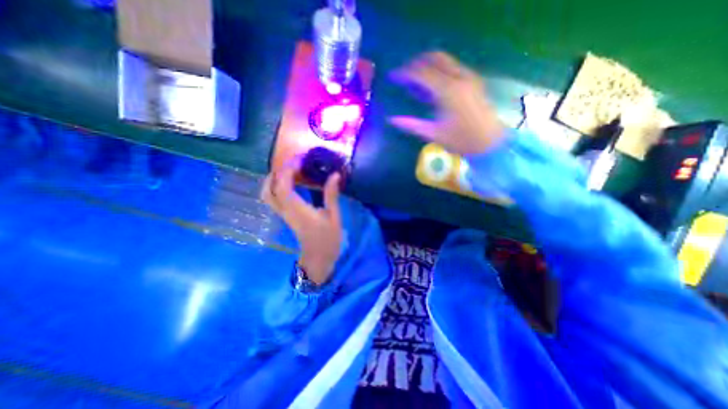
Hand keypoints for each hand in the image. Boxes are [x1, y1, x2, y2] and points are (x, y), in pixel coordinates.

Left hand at [260, 163, 343, 283]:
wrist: (319, 258)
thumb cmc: (328, 238)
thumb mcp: (334, 216)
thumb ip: (332, 195)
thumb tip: (334, 175)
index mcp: (297, 209)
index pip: (283, 186)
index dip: (287, 171)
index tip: (298, 160)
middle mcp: (286, 211)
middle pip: (268, 190)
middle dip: (275, 174)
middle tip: (289, 165)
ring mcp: (284, 215)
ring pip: (267, 196)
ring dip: (273, 181)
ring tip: (287, 172)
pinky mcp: (286, 217)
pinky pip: (274, 200)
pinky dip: (276, 188)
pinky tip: (290, 184)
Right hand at [386, 50, 507, 154]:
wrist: (491, 143)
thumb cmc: (462, 141)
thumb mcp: (434, 134)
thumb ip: (411, 125)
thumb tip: (391, 120)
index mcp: (448, 91)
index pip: (422, 73)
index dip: (405, 73)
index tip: (392, 77)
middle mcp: (459, 78)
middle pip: (434, 58)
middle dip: (416, 63)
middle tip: (403, 75)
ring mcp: (469, 77)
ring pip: (444, 61)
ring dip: (427, 65)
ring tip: (414, 81)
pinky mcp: (473, 81)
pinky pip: (452, 68)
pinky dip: (438, 71)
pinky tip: (431, 86)